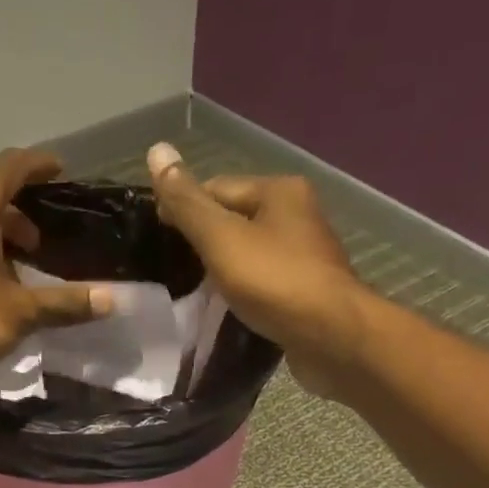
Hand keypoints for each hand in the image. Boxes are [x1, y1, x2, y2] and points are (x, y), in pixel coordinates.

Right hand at [146, 143, 367, 399]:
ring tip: (195, 294)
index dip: (184, 209)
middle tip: (173, 271)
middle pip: (236, 220)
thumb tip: (156, 150)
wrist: (331, 337)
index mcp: (279, 190)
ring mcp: (306, 255)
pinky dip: (244, 293)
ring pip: (251, 254)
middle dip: (205, 243)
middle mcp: (298, 214)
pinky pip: (265, 284)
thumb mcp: (222, 239)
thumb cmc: (275, 282)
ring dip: (225, 271)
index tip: (156, 239)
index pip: (217, 188)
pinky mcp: (307, 292)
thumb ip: (188, 203)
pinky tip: (228, 310)